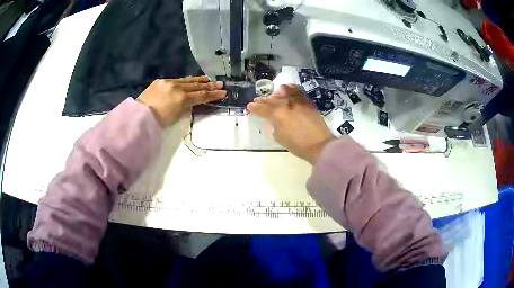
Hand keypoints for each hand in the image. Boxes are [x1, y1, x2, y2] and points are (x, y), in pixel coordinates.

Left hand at [138, 76, 225, 126]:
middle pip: (196, 86)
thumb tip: (191, 102)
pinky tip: (192, 79)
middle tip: (220, 84)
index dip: (213, 95)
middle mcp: (178, 87)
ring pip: (188, 80)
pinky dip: (186, 80)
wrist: (139, 116)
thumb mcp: (176, 117)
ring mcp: (169, 82)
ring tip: (208, 79)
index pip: (201, 96)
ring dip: (199, 80)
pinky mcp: (161, 81)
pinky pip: (178, 79)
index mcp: (182, 99)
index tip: (223, 93)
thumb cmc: (157, 122)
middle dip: (209, 85)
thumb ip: (185, 107)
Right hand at [247, 85, 335, 163]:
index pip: (263, 109)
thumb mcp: (280, 138)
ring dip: (278, 93)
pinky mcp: (309, 104)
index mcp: (278, 114)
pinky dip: (293, 91)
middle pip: (273, 100)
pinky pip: (299, 93)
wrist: (320, 145)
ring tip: (276, 93)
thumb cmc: (298, 145)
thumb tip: (276, 120)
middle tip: (258, 100)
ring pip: (286, 92)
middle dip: (264, 101)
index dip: (255, 108)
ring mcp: (299, 103)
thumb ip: (275, 126)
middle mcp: (288, 104)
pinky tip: (291, 89)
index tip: (249, 106)